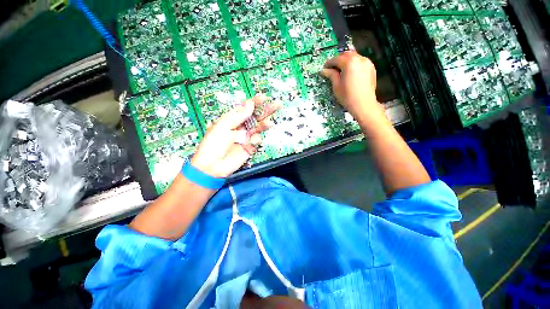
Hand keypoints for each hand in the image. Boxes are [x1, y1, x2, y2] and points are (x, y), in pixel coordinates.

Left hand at [190, 94, 278, 177]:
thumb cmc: (213, 144)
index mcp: (232, 120)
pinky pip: (257, 141)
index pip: (245, 109)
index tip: (263, 97)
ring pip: (258, 128)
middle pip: (255, 117)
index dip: (255, 103)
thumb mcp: (223, 126)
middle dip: (266, 111)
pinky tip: (252, 142)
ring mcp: (246, 137)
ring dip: (264, 125)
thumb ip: (238, 116)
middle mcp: (240, 127)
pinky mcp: (249, 147)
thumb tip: (250, 104)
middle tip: (277, 105)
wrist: (212, 166)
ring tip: (269, 124)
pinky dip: (257, 140)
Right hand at [320, 51, 381, 116]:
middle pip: (346, 54)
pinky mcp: (371, 68)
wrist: (364, 104)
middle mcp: (359, 59)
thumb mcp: (336, 86)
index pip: (336, 59)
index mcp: (349, 63)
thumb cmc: (347, 96)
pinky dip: (354, 64)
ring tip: (341, 70)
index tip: (324, 68)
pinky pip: (360, 61)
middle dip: (338, 60)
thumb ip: (331, 75)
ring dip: (346, 61)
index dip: (329, 63)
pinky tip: (350, 72)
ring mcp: (367, 62)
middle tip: (332, 68)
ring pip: (354, 57)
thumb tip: (323, 70)